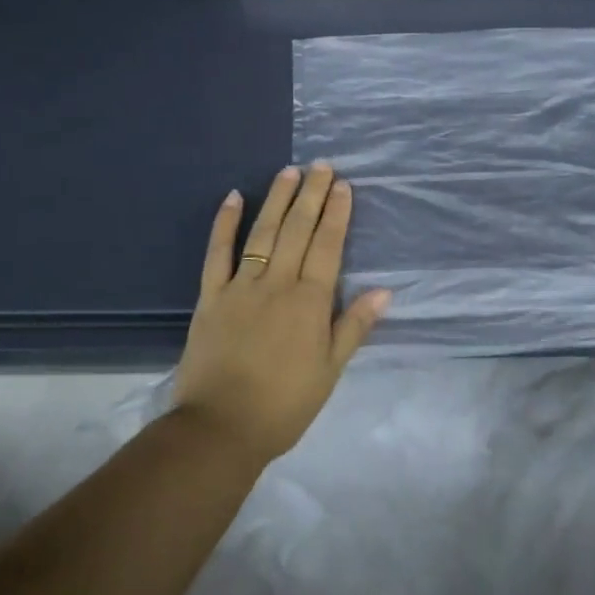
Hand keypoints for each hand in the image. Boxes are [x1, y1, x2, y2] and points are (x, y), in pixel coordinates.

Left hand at [173, 163, 390, 463]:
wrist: (220, 428)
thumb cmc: (284, 404)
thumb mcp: (330, 371)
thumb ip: (353, 326)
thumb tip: (384, 290)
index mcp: (309, 302)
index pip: (327, 246)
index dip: (337, 214)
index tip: (343, 185)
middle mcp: (277, 284)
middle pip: (298, 230)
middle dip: (312, 196)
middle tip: (322, 166)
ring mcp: (241, 286)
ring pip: (263, 233)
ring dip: (278, 200)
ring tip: (290, 172)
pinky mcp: (210, 296)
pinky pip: (217, 253)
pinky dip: (225, 223)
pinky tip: (234, 197)